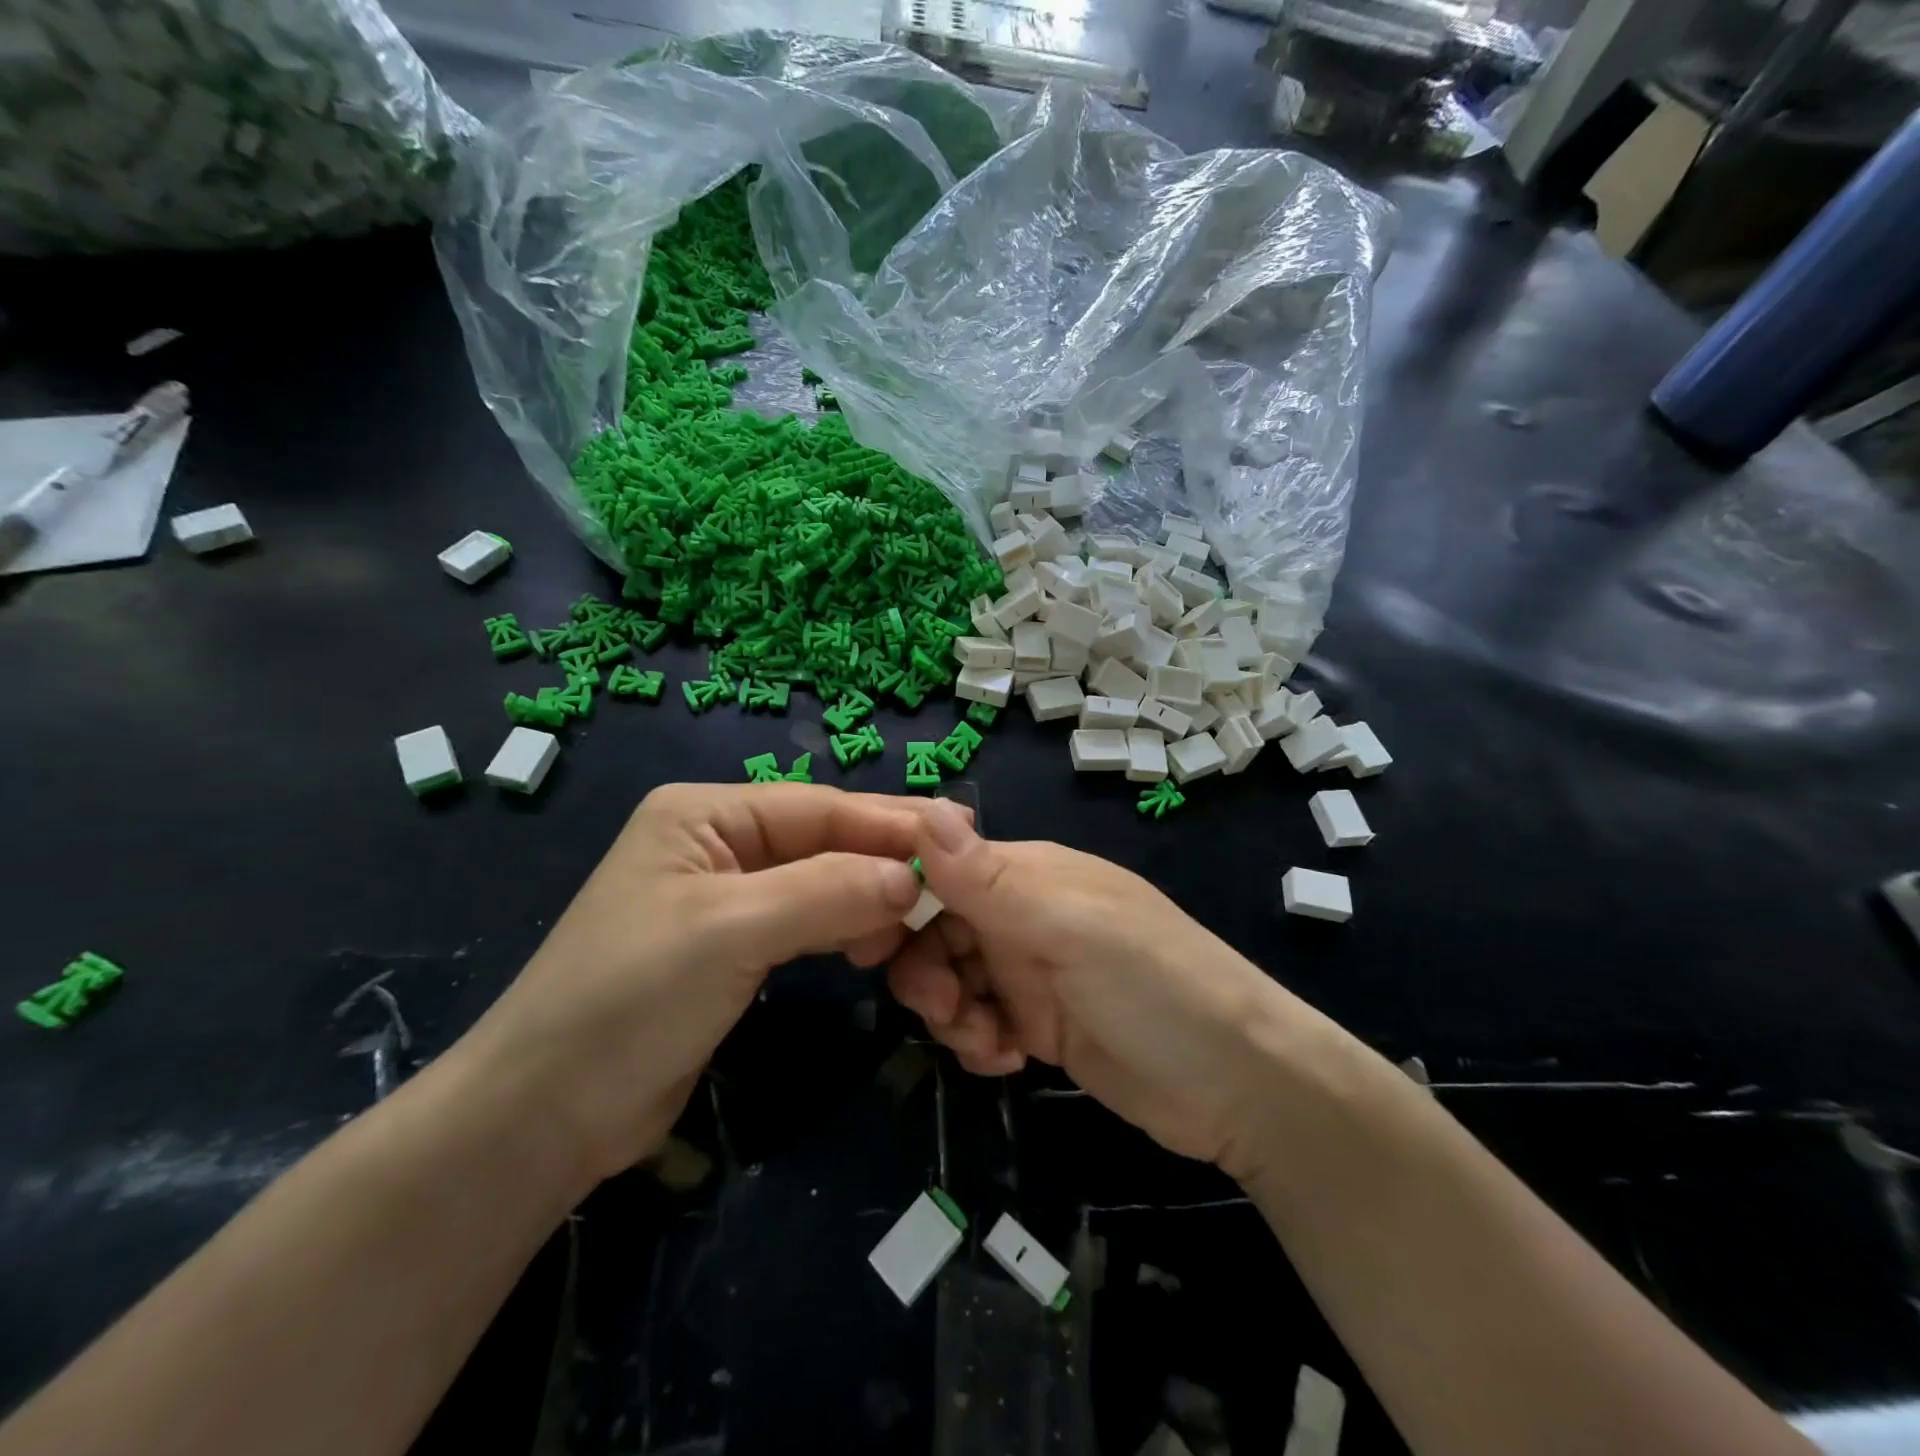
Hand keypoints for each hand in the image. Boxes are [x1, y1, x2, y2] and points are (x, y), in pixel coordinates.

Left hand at [456, 783, 938, 1186]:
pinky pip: (806, 920)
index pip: (819, 807)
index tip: (962, 835)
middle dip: (887, 856)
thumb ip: (827, 892)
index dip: (890, 822)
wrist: (545, 1115)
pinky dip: (845, 927)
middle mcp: (717, 843)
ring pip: (820, 880)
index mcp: (705, 814)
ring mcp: (726, 896)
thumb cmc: (630, 999)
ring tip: (924, 915)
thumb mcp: (732, 930)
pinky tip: (877, 943)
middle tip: (960, 869)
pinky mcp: (733, 946)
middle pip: (823, 839)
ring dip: (870, 895)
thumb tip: (912, 878)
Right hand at [883, 800, 1291, 1171]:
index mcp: (1029, 875)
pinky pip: (980, 1021)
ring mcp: (1033, 971)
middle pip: (938, 930)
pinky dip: (979, 1040)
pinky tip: (1006, 1060)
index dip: (902, 900)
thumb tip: (926, 807)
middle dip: (927, 970)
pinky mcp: (1042, 1023)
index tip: (874, 943)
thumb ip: (989, 878)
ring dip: (952, 1013)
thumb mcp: (1067, 927)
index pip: (941, 869)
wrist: (1239, 1085)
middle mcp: (1024, 915)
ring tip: (987, 1043)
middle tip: (948, 1010)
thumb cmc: (1153, 986)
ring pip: (953, 979)